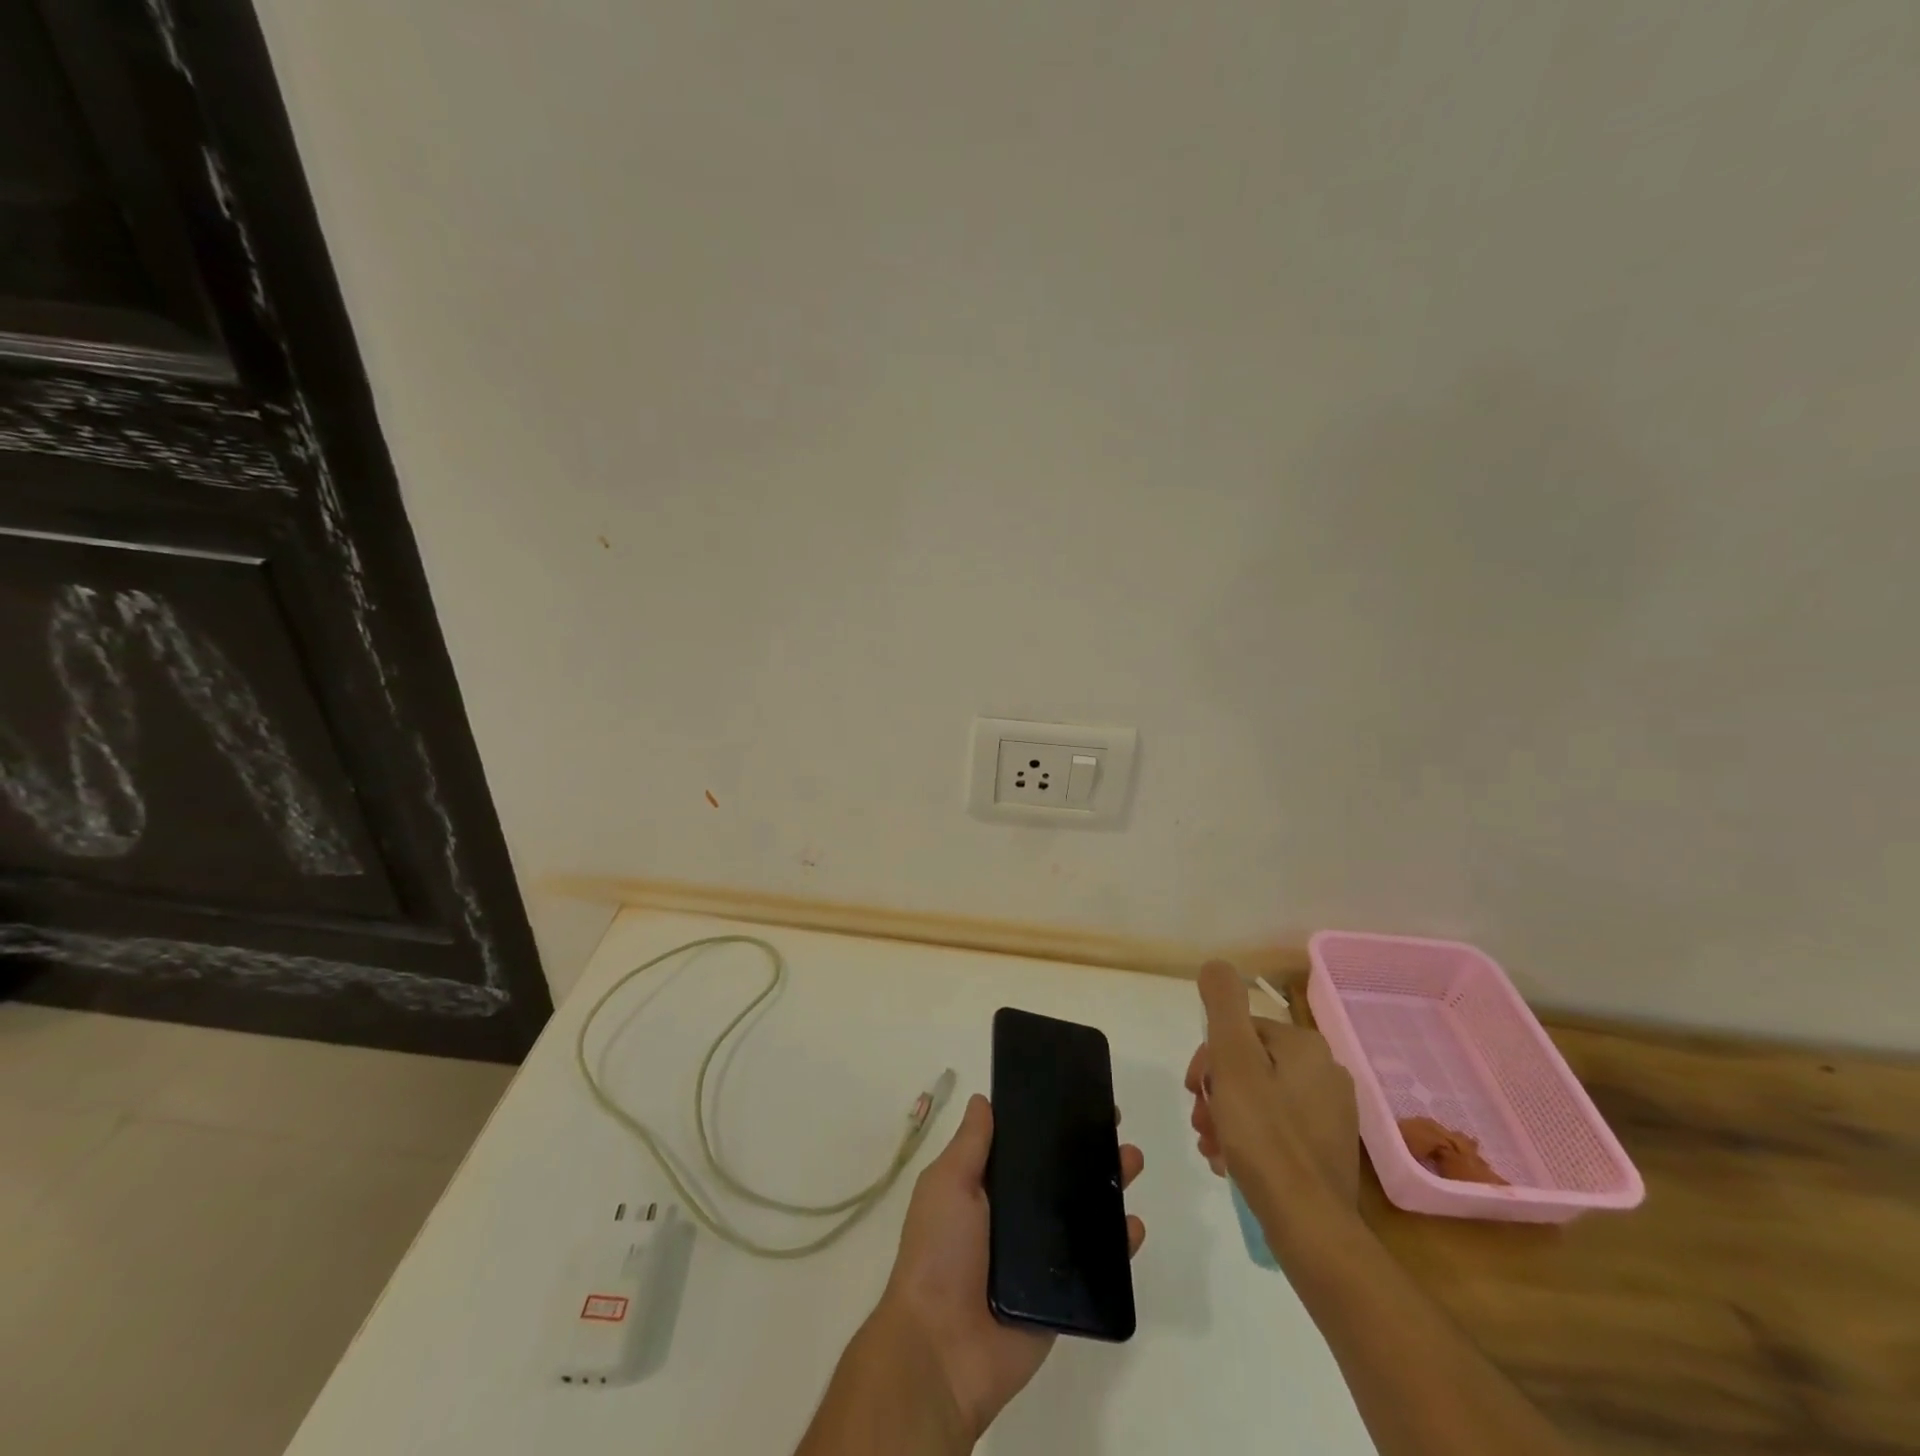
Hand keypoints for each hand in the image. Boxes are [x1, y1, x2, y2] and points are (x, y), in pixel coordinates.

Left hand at [875, 1093, 1144, 1442]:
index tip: (1074, 1096)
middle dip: (1087, 1149)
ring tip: (1131, 1161)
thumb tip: (984, 1100)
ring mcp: (1040, 1257)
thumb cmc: (939, 1252)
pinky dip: (1118, 1245)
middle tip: (1113, 1124)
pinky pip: (1096, 1265)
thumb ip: (970, 1144)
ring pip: (1082, 1213)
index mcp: (986, 1188)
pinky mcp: (1062, 1295)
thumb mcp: (947, 1184)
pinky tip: (1134, 1225)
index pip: (1023, 1147)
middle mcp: (1015, 1217)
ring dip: (1109, 1186)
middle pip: (1058, 1175)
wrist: (943, 1348)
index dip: (1047, 1122)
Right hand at [1185, 962, 1359, 1239]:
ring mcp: (1332, 1114)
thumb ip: (1224, 1006)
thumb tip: (1216, 964)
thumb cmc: (1265, 1136)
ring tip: (1210, 1146)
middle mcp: (1327, 1072)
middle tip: (1200, 1122)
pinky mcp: (1329, 1149)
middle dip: (1216, 1090)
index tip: (1193, 1090)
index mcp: (1306, 1046)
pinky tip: (1230, 1161)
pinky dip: (1249, 1138)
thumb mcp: (1233, 1060)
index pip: (1242, 1031)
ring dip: (1227, 1115)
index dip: (1208, 1057)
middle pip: (1250, 1064)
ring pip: (1261, 1097)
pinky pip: (1278, 1128)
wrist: (1310, 1226)